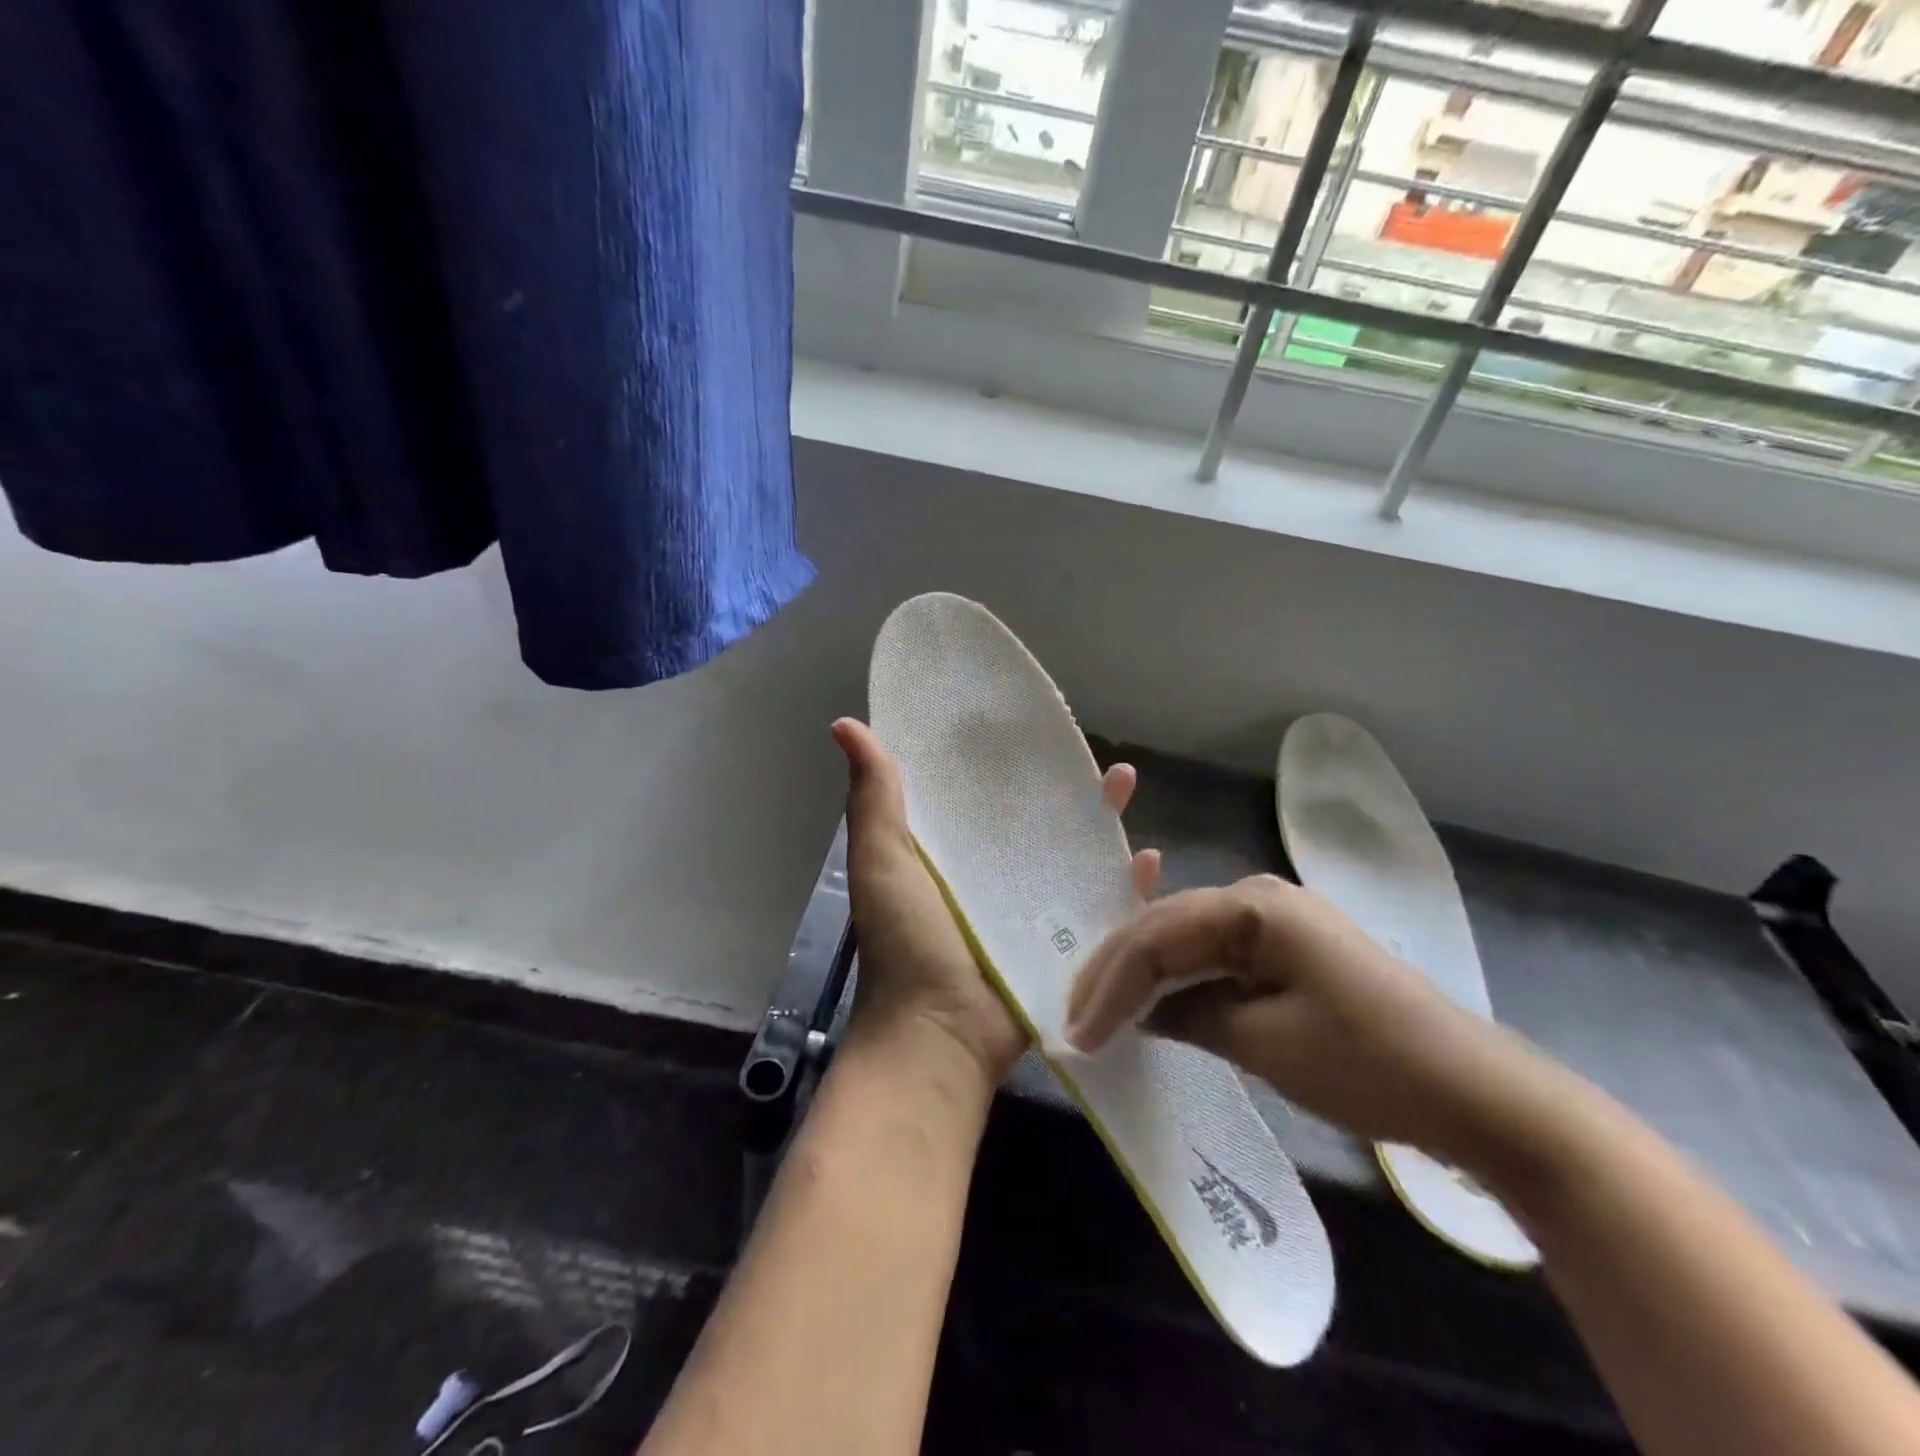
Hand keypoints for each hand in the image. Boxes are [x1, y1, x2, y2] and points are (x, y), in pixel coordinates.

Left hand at [833, 718, 1161, 1085]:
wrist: (939, 1038)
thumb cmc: (906, 943)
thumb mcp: (881, 861)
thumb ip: (873, 797)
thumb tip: (845, 725)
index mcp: (949, 853)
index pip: (979, 795)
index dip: (1000, 760)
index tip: (1025, 721)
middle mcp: (992, 875)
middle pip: (1036, 820)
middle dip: (1064, 786)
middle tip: (1088, 752)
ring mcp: (1031, 910)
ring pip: (1074, 855)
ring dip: (1102, 823)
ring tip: (1125, 784)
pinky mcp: (1063, 945)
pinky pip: (1101, 907)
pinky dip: (1125, 885)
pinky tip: (1148, 859)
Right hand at [1062, 873, 1559, 1172]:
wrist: (1476, 1091)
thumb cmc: (1370, 1065)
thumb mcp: (1267, 1045)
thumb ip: (1192, 1016)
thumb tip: (1143, 1013)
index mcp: (1255, 907)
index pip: (1157, 935)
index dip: (1111, 983)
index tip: (1079, 1033)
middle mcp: (1258, 895)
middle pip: (1164, 924)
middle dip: (1116, 971)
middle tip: (1076, 1017)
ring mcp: (1275, 916)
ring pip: (1184, 934)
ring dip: (1143, 971)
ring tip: (1100, 1007)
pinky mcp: (1287, 944)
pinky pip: (1213, 950)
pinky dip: (1179, 975)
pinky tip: (1151, 994)